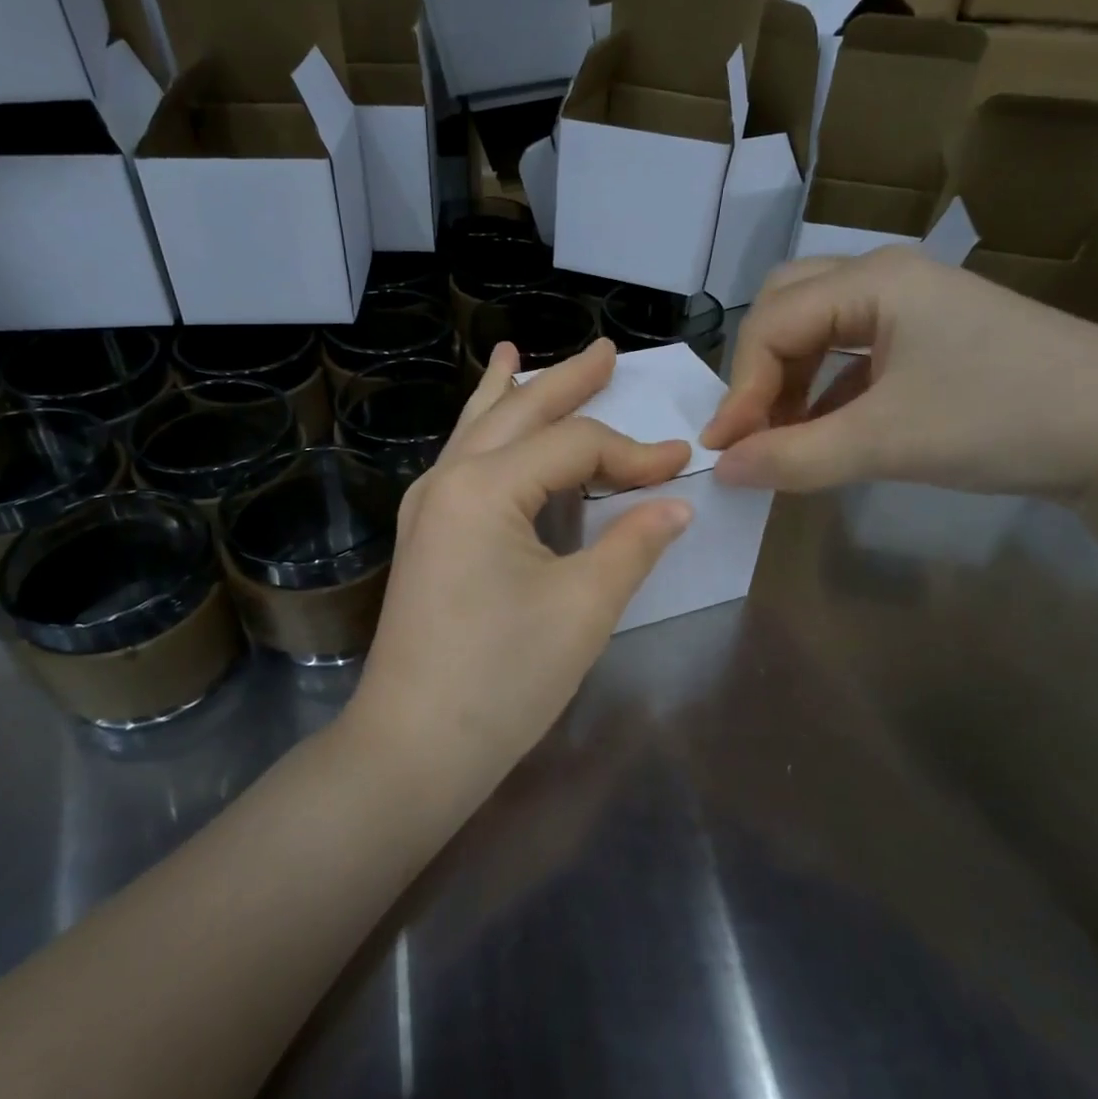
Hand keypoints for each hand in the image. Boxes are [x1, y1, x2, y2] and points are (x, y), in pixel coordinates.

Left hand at [353, 339, 692, 785]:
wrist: (414, 747)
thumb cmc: (502, 679)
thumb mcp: (583, 608)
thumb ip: (633, 543)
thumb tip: (677, 504)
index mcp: (484, 488)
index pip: (575, 447)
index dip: (634, 453)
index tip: (683, 465)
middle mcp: (448, 480)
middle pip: (518, 414)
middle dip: (566, 384)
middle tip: (603, 351)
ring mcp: (428, 506)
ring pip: (479, 429)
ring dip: (514, 395)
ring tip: (522, 356)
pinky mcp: (426, 533)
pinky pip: (461, 461)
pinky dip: (482, 431)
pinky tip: (485, 420)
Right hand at [703, 248, 1097, 501]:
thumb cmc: (1002, 420)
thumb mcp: (886, 443)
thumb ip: (793, 458)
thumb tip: (720, 470)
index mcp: (874, 281)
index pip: (772, 324)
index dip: (740, 388)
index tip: (724, 450)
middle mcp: (887, 278)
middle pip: (787, 307)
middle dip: (759, 368)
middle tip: (752, 426)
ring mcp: (914, 306)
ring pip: (818, 329)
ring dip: (788, 378)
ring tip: (782, 435)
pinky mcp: (931, 338)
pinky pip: (852, 353)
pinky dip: (824, 389)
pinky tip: (823, 430)